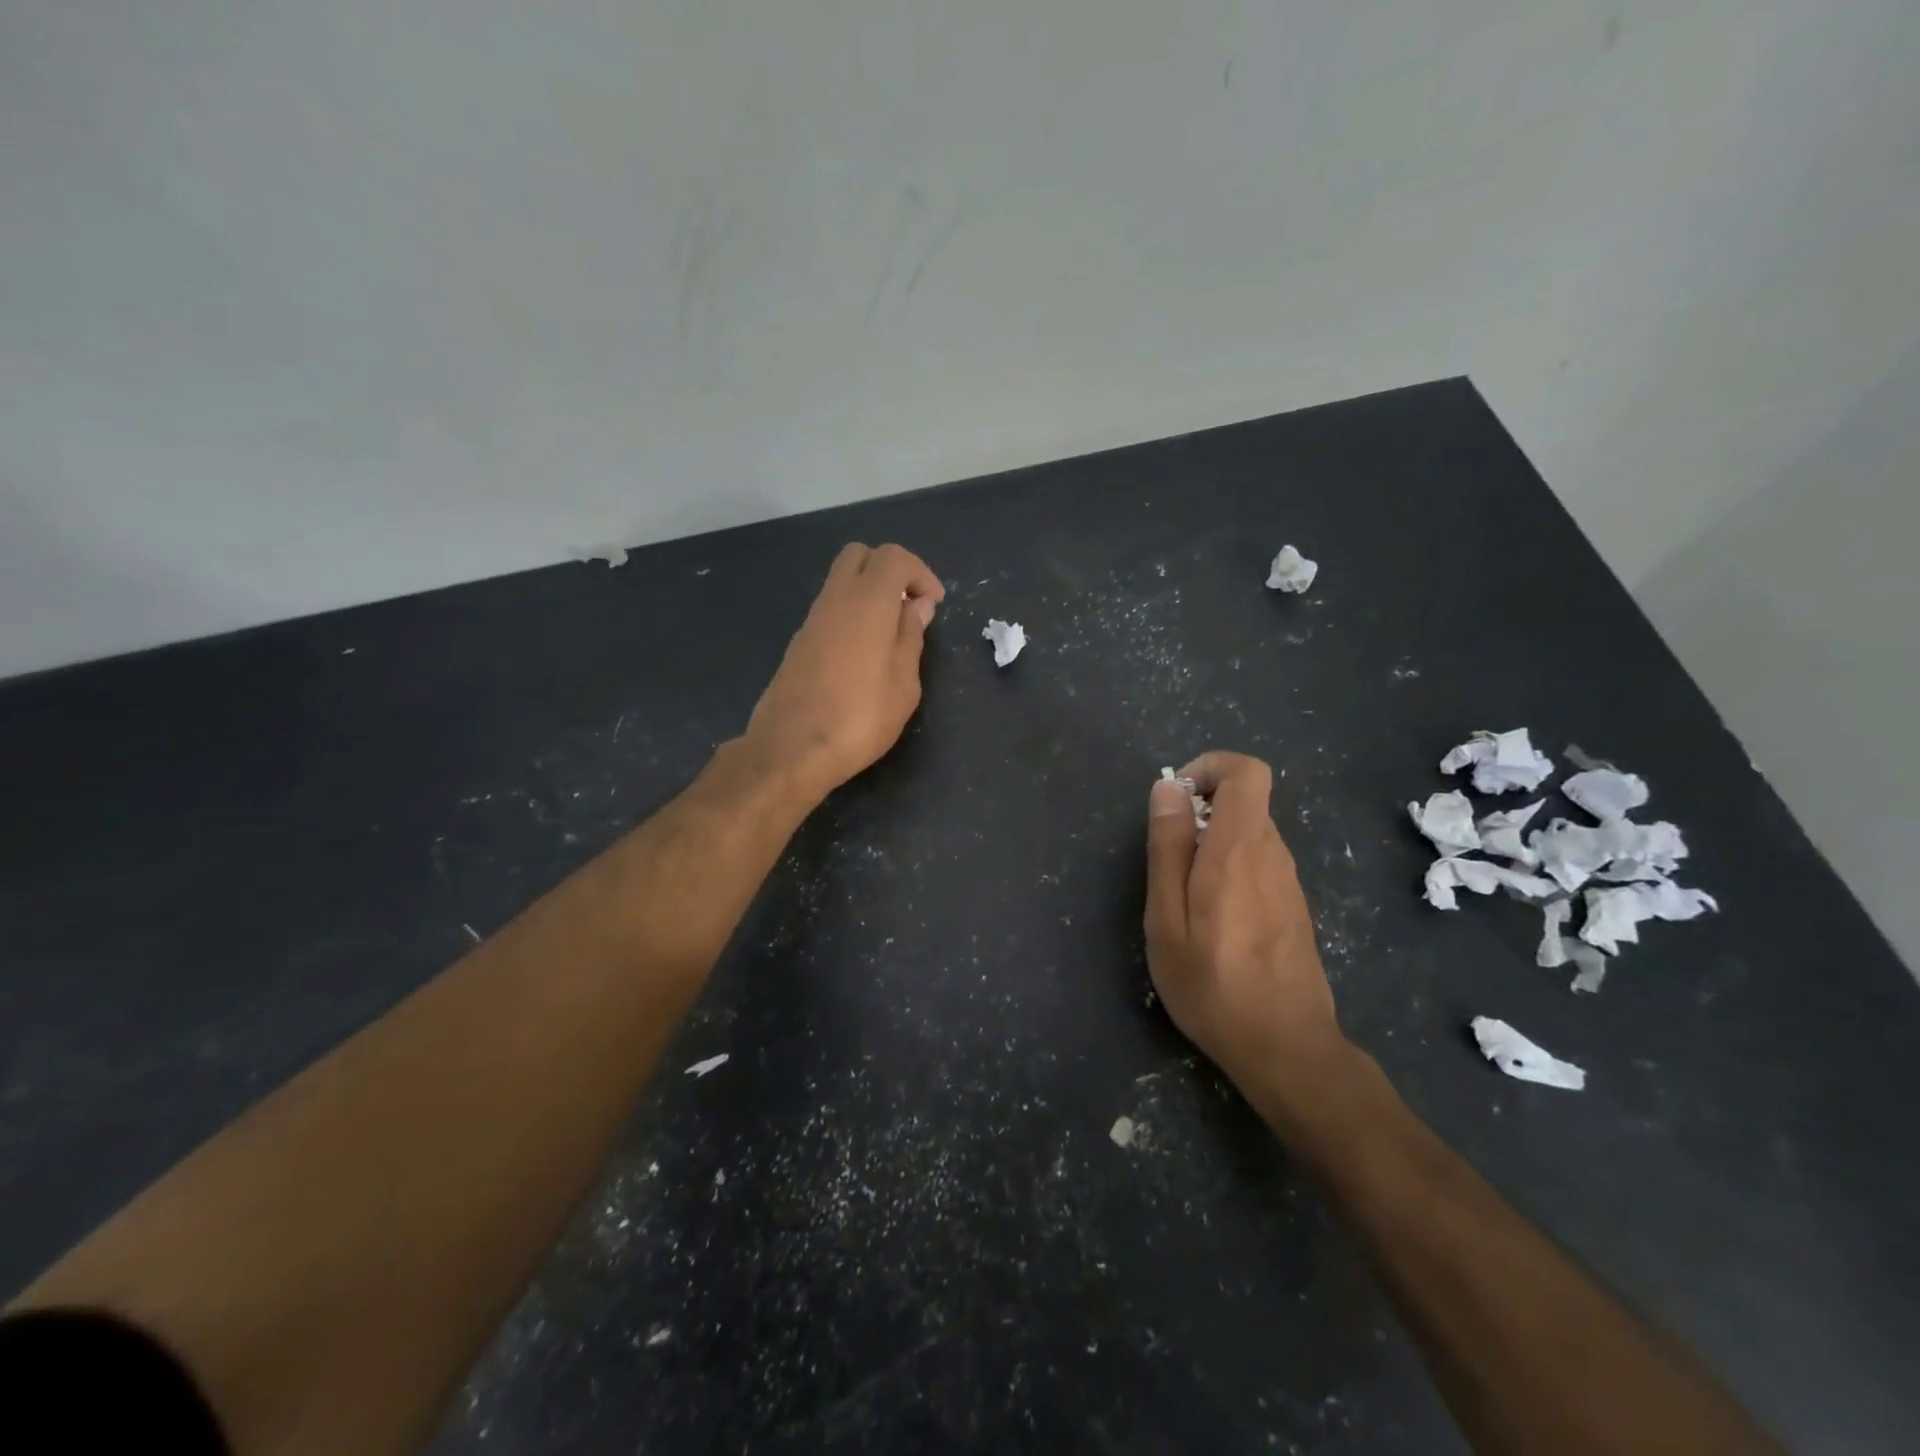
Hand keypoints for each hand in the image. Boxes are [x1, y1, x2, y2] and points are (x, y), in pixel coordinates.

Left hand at [744, 543, 945, 796]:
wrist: (791, 749)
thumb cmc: (860, 718)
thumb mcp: (904, 685)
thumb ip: (911, 638)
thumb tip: (916, 606)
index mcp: (867, 602)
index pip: (893, 557)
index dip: (920, 573)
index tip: (933, 605)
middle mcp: (835, 599)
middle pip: (860, 555)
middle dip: (890, 571)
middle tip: (908, 608)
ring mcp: (812, 619)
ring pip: (841, 581)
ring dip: (869, 594)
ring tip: (891, 636)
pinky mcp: (799, 642)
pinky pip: (830, 609)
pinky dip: (852, 614)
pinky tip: (864, 655)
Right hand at [1144, 752, 1349, 1101]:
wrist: (1287, 1049)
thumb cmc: (1212, 986)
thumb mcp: (1167, 919)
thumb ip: (1168, 848)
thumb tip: (1168, 789)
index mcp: (1239, 849)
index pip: (1247, 771)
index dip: (1210, 767)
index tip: (1177, 799)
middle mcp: (1272, 854)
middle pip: (1244, 800)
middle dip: (1201, 810)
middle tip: (1168, 859)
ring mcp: (1288, 880)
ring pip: (1250, 832)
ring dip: (1213, 842)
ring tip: (1184, 896)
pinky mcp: (1294, 905)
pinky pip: (1259, 862)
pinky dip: (1230, 867)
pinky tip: (1213, 918)